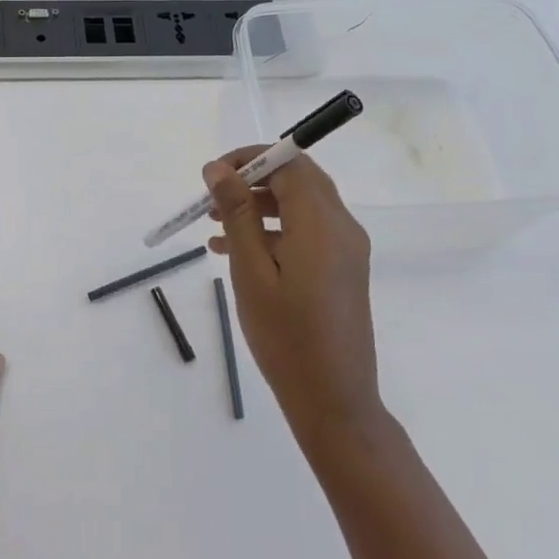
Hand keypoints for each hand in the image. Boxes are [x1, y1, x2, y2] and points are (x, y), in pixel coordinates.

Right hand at [203, 150, 383, 447]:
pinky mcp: (342, 269)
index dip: (249, 159)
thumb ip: (237, 214)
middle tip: (212, 197)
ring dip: (258, 205)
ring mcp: (346, 249)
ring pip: (300, 205)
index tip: (212, 175)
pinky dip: (272, 230)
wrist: (333, 399)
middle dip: (252, 180)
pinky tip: (233, 250)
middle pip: (298, 180)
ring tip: (213, 225)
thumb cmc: (286, 336)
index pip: (289, 164)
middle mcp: (342, 227)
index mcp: (321, 224)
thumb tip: (218, 168)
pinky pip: (306, 232)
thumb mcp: (251, 272)